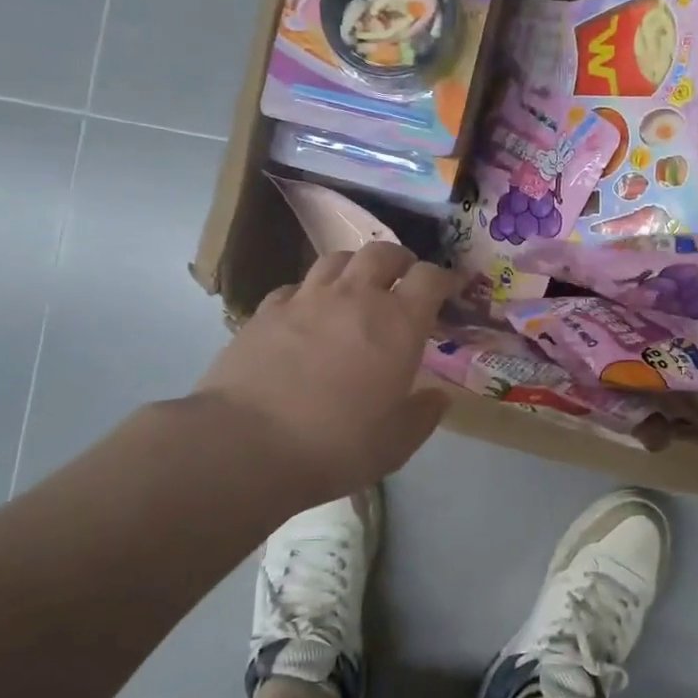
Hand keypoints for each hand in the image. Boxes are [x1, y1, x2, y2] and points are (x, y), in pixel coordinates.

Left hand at [190, 243, 457, 507]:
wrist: (246, 444)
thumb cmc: (336, 444)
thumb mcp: (396, 443)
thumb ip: (423, 415)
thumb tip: (437, 398)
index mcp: (399, 323)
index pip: (431, 278)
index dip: (446, 279)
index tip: (452, 290)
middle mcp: (356, 297)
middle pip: (384, 253)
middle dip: (401, 262)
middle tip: (404, 282)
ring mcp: (307, 298)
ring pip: (338, 259)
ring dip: (356, 268)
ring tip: (356, 289)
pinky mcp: (267, 310)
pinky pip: (296, 286)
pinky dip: (311, 292)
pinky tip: (307, 314)